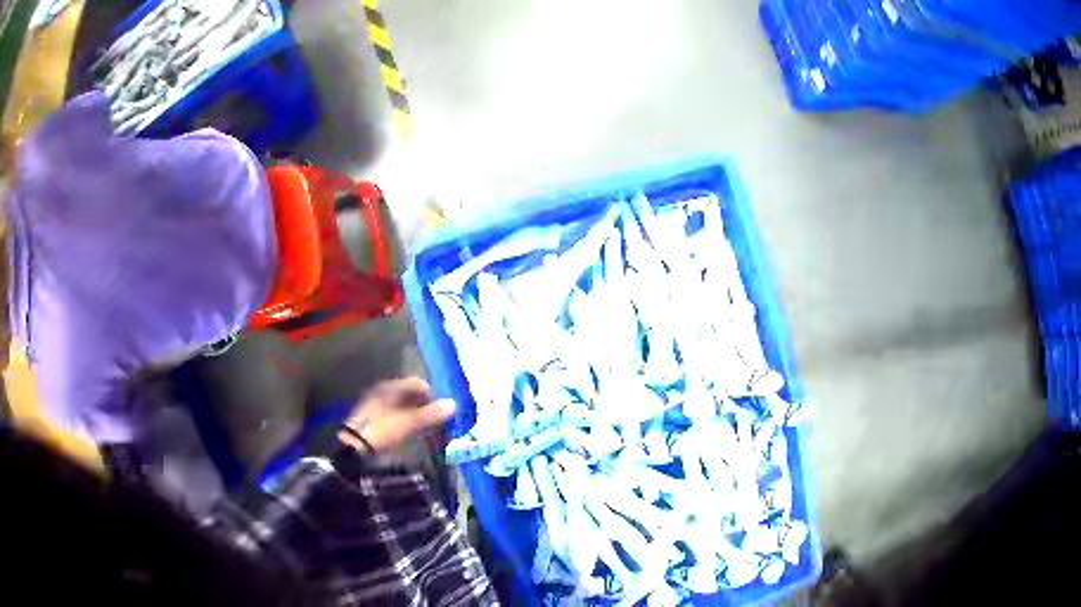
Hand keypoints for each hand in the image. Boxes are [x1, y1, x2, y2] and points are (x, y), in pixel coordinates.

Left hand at [338, 377, 455, 452]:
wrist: (355, 448)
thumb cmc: (383, 430)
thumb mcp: (410, 422)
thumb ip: (431, 413)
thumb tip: (453, 404)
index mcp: (390, 387)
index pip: (417, 383)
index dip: (432, 394)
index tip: (443, 408)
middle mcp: (383, 392)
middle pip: (410, 394)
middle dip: (425, 405)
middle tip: (437, 419)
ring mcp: (377, 405)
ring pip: (403, 406)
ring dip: (416, 414)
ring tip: (428, 428)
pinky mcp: (374, 420)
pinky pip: (396, 416)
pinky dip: (406, 421)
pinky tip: (412, 432)